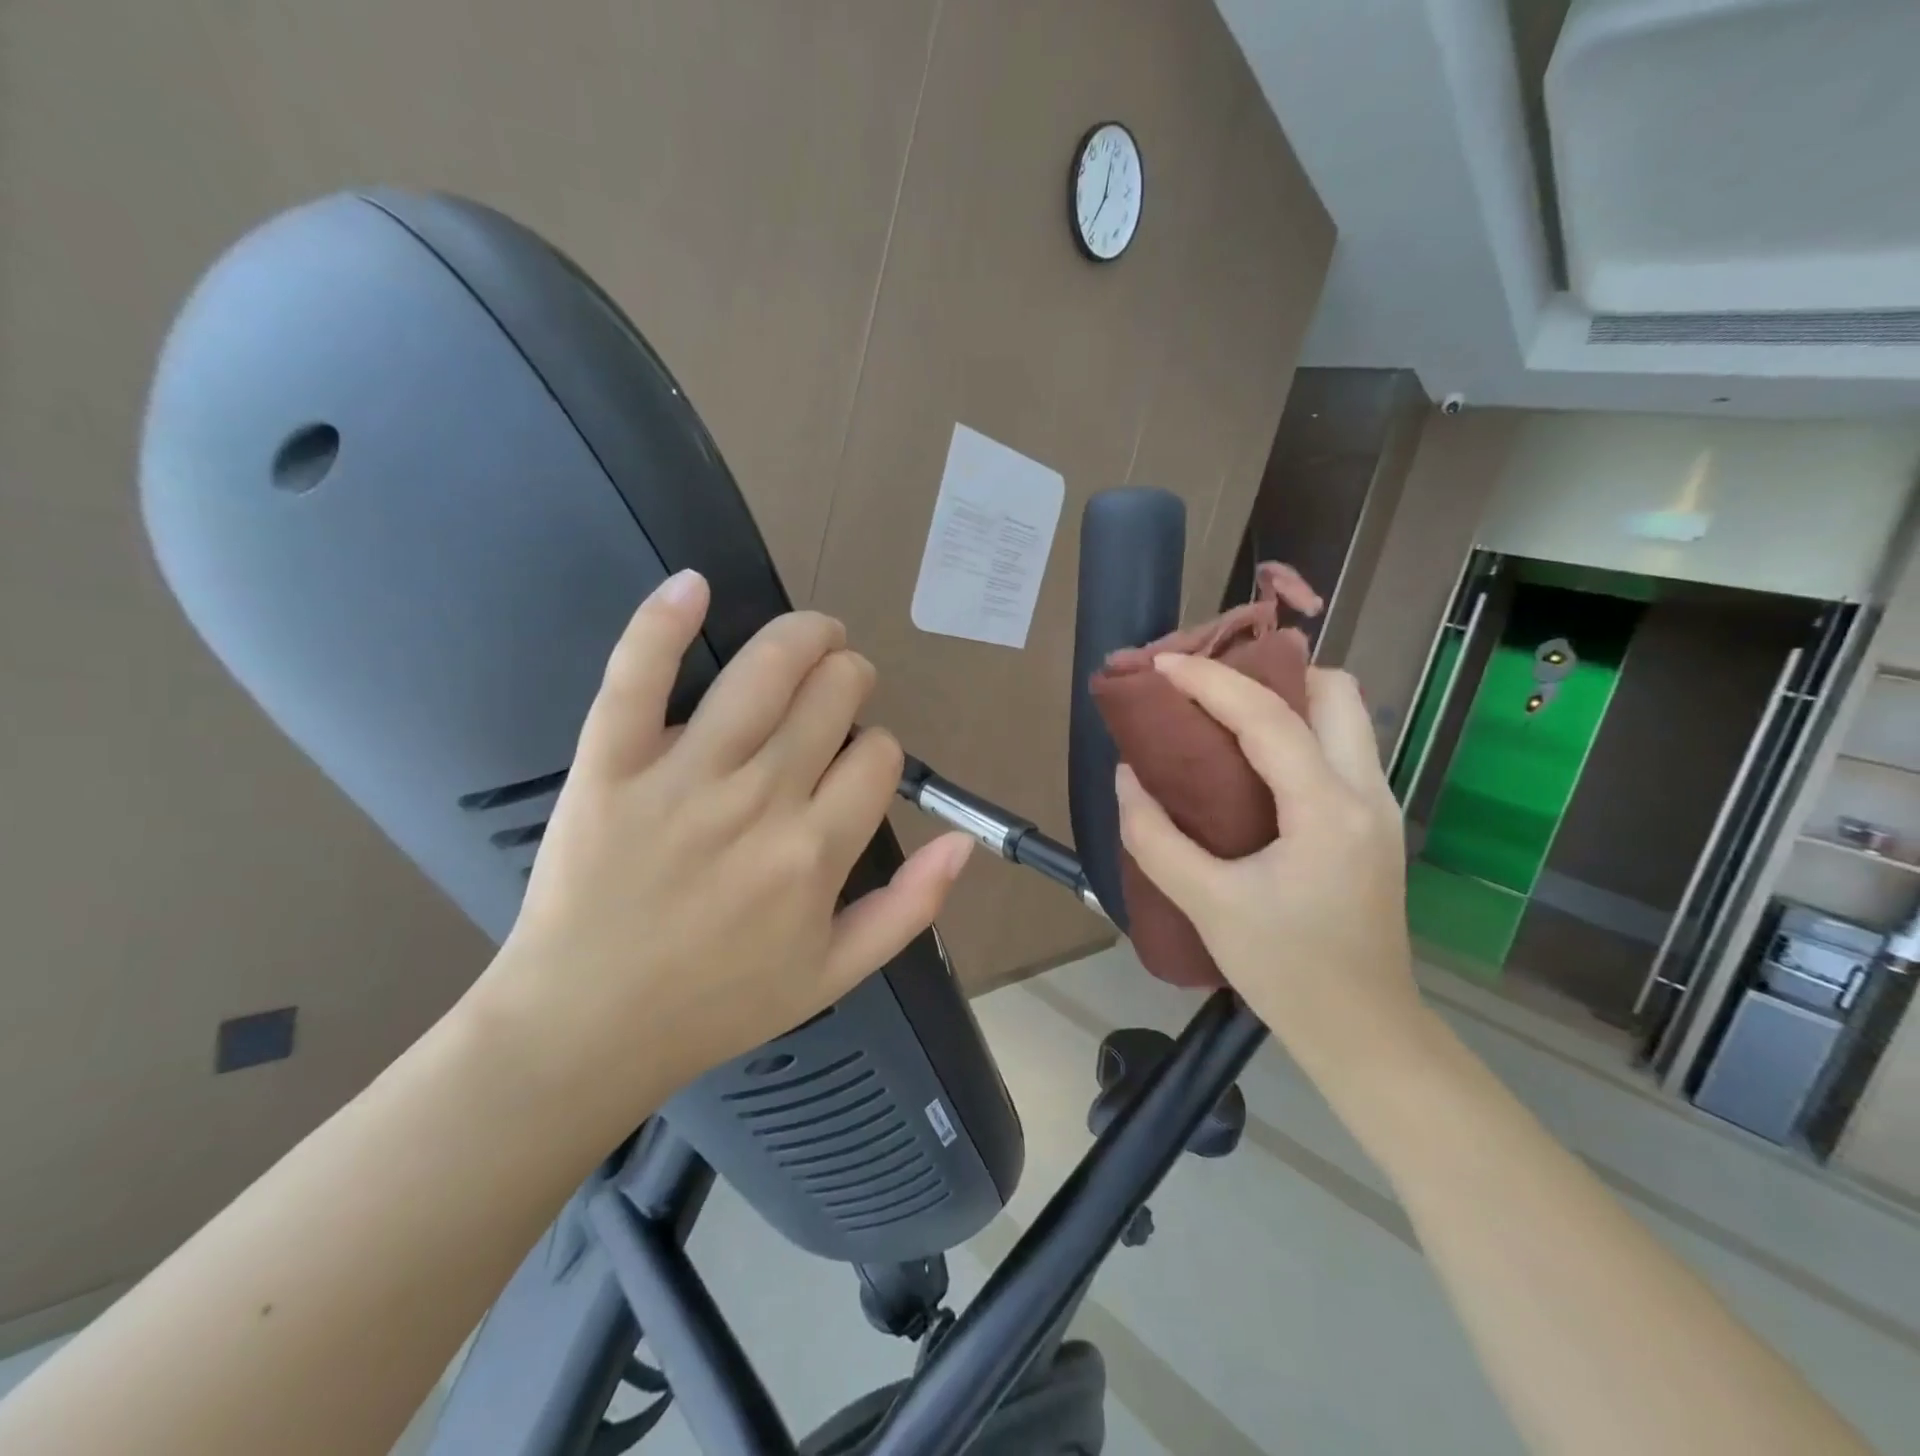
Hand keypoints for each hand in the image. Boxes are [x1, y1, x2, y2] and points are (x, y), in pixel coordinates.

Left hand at [465, 571, 972, 1136]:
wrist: (586, 1029)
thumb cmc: (717, 1005)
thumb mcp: (835, 974)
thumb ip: (909, 908)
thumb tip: (965, 843)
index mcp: (817, 852)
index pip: (878, 756)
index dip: (877, 749)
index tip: (856, 765)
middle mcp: (761, 801)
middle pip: (832, 697)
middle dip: (850, 681)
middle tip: (839, 689)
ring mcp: (683, 777)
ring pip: (764, 671)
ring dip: (803, 637)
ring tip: (815, 634)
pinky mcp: (610, 765)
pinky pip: (638, 677)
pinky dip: (663, 623)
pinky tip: (691, 585)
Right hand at [1113, 657, 1425, 1091]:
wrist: (1364, 1031)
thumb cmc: (1286, 971)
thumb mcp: (1206, 904)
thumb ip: (1155, 837)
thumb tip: (1128, 777)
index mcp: (1326, 810)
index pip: (1268, 717)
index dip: (1209, 681)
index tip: (1161, 665)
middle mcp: (1367, 792)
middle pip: (1335, 691)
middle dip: (1271, 672)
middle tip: (1209, 688)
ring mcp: (1379, 805)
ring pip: (1345, 715)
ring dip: (1288, 697)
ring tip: (1225, 713)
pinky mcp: (1374, 822)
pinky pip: (1340, 747)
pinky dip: (1298, 729)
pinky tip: (1252, 759)